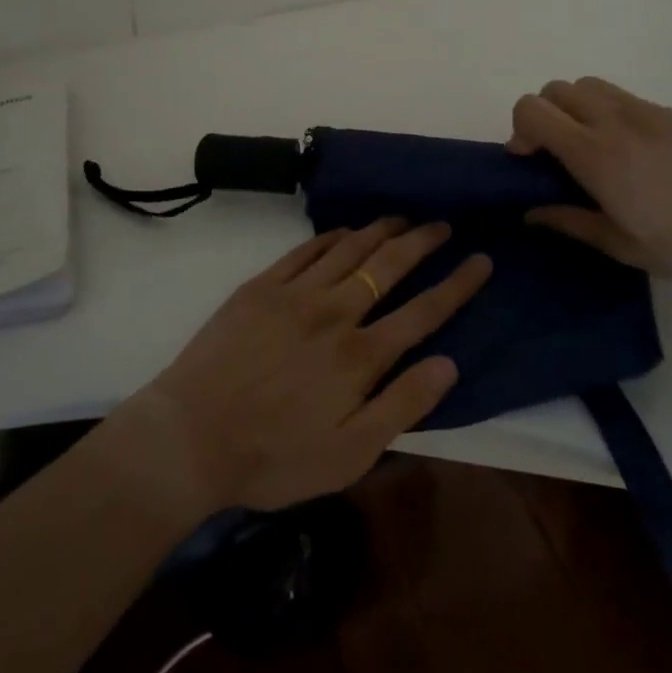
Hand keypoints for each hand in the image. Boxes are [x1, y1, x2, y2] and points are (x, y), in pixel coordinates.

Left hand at [123, 221, 490, 516]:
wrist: (190, 436)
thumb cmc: (274, 456)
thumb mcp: (349, 454)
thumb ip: (402, 406)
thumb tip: (449, 363)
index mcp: (361, 355)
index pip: (423, 311)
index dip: (457, 284)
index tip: (481, 260)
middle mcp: (335, 312)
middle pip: (389, 265)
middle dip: (422, 242)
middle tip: (444, 224)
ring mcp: (295, 294)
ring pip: (349, 249)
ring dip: (380, 230)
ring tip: (403, 216)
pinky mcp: (261, 287)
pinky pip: (305, 250)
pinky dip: (331, 236)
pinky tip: (344, 231)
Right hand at [507, 77, 671, 291]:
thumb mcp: (618, 244)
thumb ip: (568, 221)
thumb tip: (530, 212)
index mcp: (596, 154)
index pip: (533, 110)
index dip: (519, 130)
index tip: (528, 160)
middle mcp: (615, 121)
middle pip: (556, 89)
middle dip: (543, 115)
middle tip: (553, 154)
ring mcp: (646, 112)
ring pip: (588, 85)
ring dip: (573, 107)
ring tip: (588, 146)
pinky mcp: (670, 113)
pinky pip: (620, 96)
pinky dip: (605, 110)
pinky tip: (627, 150)